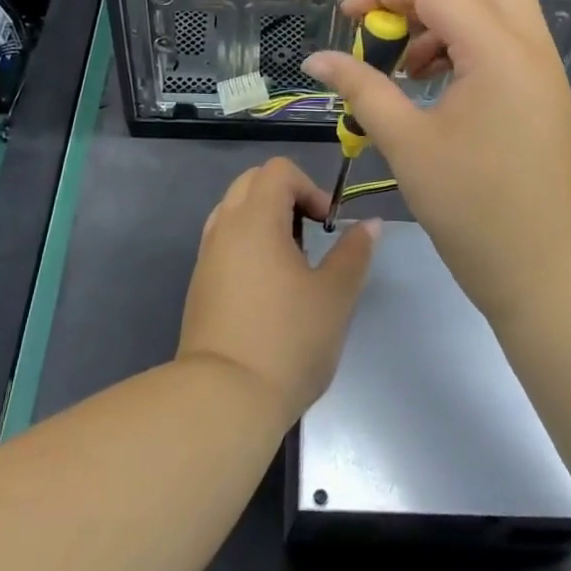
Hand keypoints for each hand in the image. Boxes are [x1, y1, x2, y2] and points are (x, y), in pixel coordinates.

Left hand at [177, 159, 376, 427]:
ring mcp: (207, 255)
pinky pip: (224, 241)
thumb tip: (370, 223)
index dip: (310, 187)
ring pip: (234, 211)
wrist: (224, 399)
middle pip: (252, 182)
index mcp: (255, 219)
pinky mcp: (200, 283)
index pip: (278, 171)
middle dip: (286, 197)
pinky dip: (248, 244)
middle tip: (311, 237)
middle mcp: (224, 227)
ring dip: (265, 220)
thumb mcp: (335, 296)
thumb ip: (354, 252)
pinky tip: (268, 287)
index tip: (327, 226)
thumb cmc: (287, 340)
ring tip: (291, 263)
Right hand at [304, 0, 570, 326]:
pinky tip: (434, 82)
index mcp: (499, 51)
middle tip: (391, 25)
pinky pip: (505, 35)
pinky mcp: (542, 88)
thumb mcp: (406, 144)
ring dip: (448, 13)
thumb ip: (361, 89)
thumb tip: (316, 59)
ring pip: (498, 1)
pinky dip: (467, 39)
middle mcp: (529, 44)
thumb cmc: (472, 208)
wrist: (545, 268)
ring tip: (408, 64)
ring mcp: (543, 65)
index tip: (348, 19)